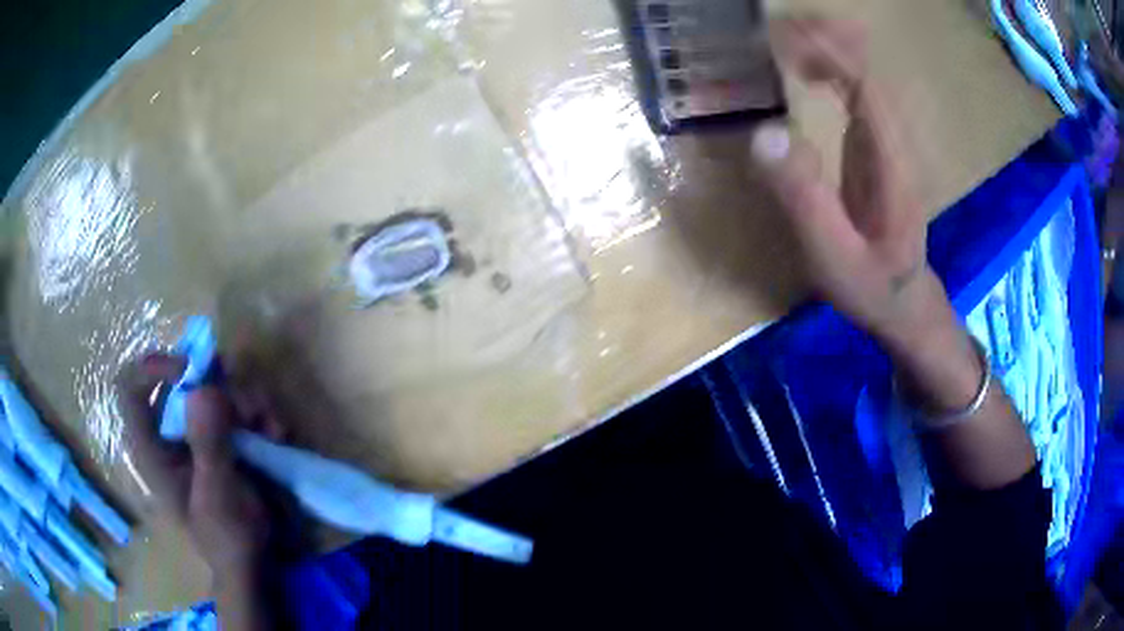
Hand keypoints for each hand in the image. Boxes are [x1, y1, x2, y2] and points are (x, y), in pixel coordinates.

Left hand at [117, 354, 270, 577]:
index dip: (153, 369)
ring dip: (245, 399)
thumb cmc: (229, 537)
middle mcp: (171, 432)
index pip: (131, 389)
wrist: (258, 560)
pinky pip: (238, 403)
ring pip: (214, 386)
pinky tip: (276, 433)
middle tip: (245, 405)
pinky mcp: (224, 436)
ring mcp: (199, 432)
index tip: (189, 371)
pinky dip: (259, 412)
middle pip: (180, 379)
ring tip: (270, 426)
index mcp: (152, 447)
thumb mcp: (218, 495)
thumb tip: (203, 389)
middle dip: (216, 384)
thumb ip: (208, 445)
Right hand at [752, 17, 1035, 488]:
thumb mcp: (833, 257)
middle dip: (823, 36)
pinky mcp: (878, 143)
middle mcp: (896, 137)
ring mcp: (890, 137)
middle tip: (771, 29)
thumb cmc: (871, 285)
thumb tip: (762, 132)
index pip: (866, 82)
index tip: (779, 37)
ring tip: (779, 37)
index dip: (826, 50)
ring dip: (825, 45)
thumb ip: (804, 199)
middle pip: (868, 64)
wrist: (905, 300)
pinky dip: (830, 65)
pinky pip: (857, 87)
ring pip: (864, 70)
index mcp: (892, 159)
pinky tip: (803, 65)